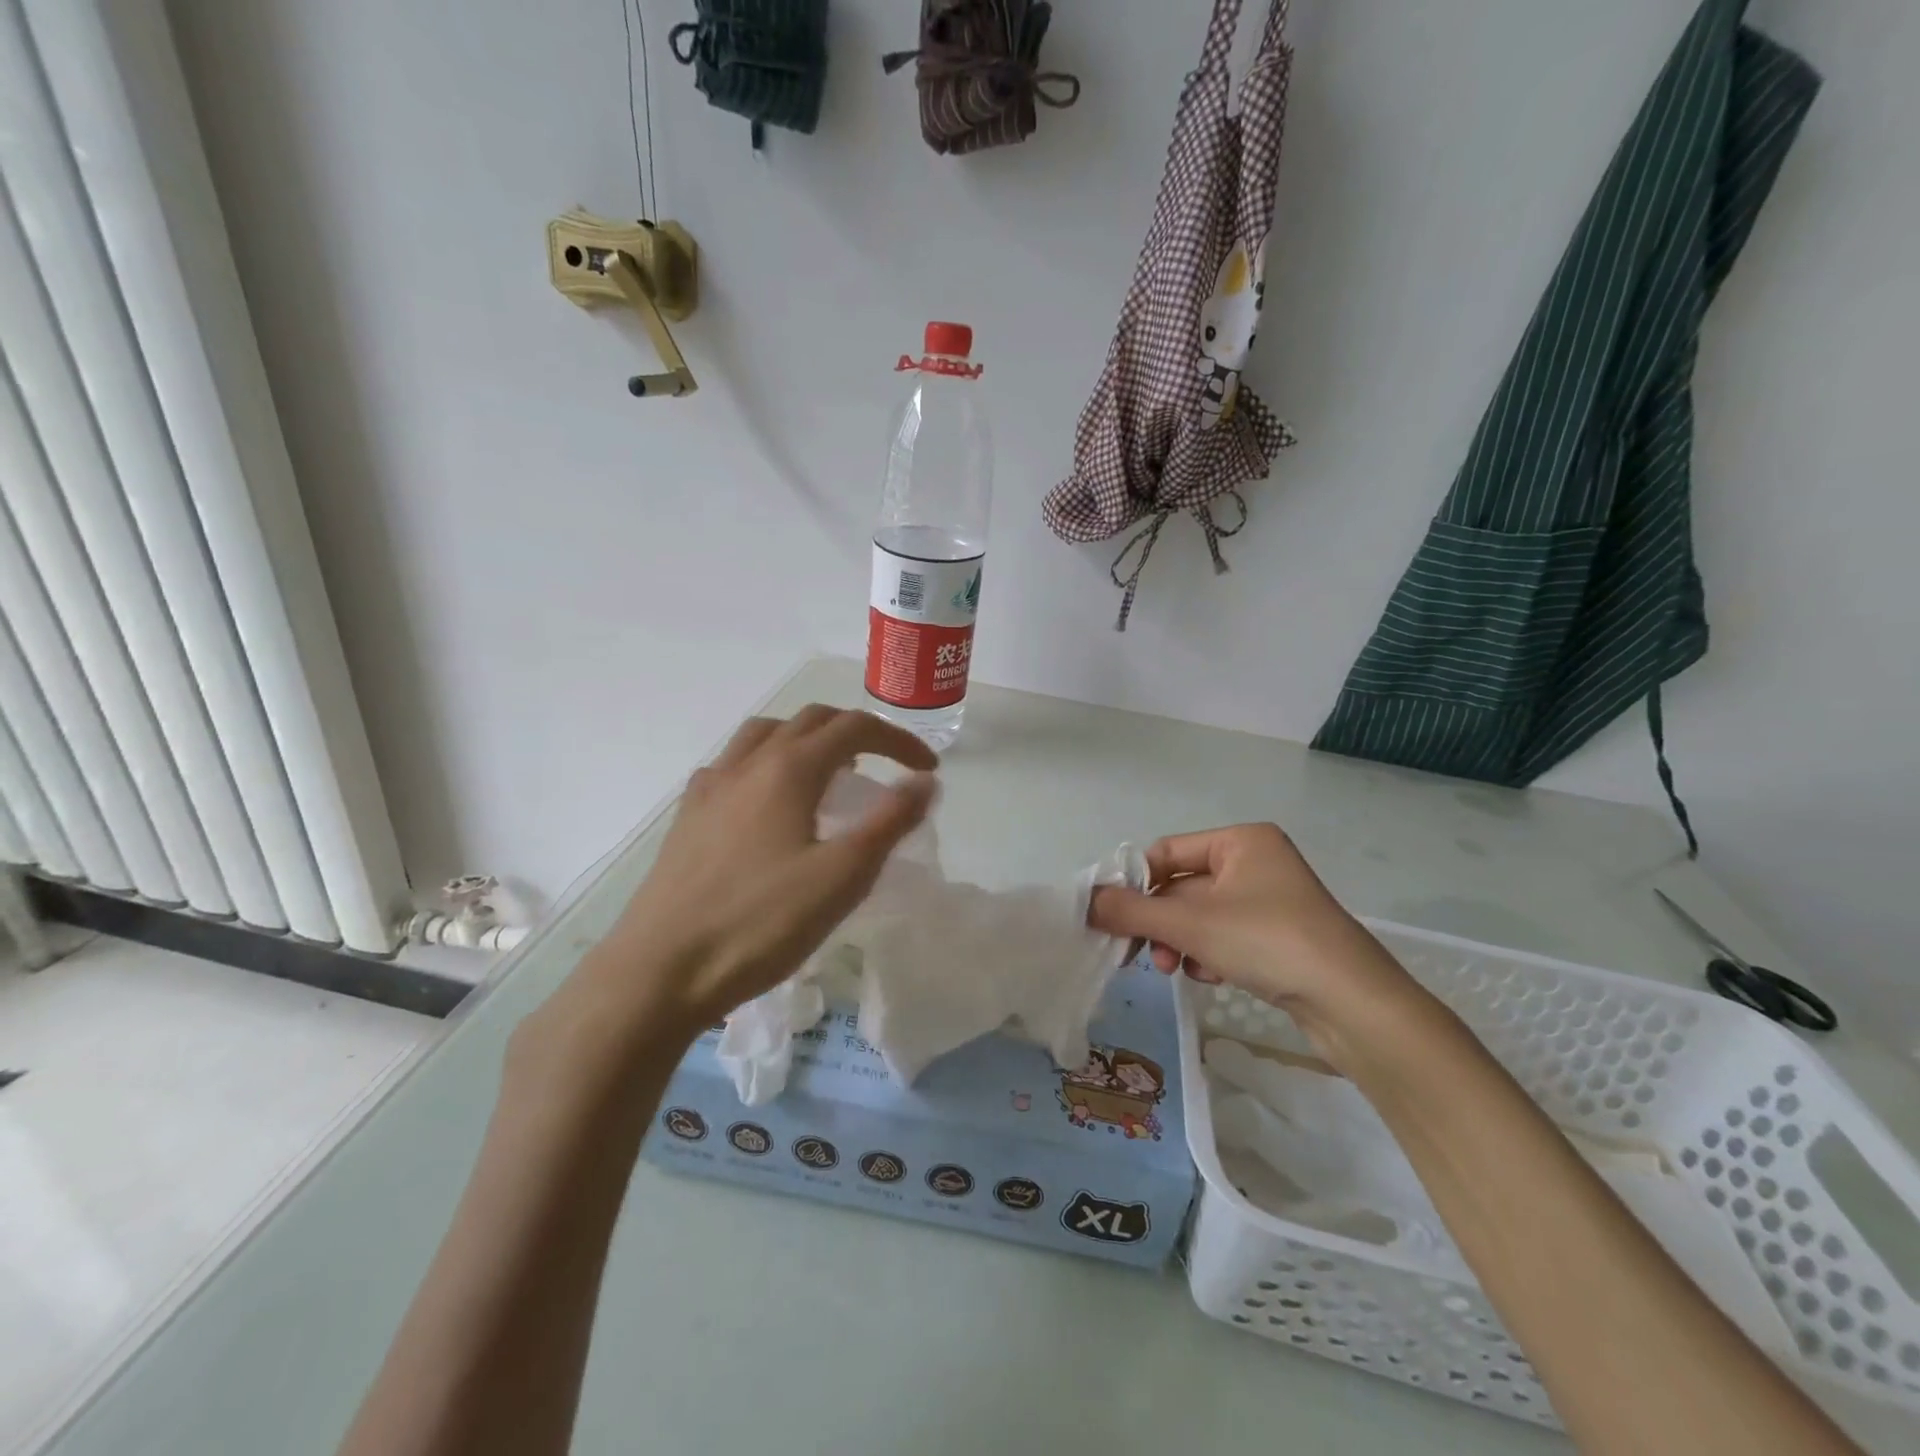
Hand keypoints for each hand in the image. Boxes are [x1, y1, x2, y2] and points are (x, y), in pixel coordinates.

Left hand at [567, 707, 937, 1041]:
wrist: (660, 970)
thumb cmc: (760, 924)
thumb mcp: (841, 877)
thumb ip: (889, 822)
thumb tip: (925, 781)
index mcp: (789, 769)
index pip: (855, 728)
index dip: (898, 741)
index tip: (927, 769)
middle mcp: (748, 763)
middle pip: (810, 720)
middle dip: (857, 732)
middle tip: (885, 766)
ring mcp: (710, 786)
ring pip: (766, 734)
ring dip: (807, 739)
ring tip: (829, 773)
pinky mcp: (688, 815)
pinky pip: (733, 764)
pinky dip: (766, 762)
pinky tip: (768, 801)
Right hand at [1088, 824, 1421, 1057]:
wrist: (1352, 1003)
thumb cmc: (1268, 942)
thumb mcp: (1191, 924)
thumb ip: (1132, 912)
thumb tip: (1085, 902)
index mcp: (1240, 841)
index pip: (1167, 853)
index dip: (1136, 884)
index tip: (1113, 920)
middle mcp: (1256, 861)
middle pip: (1182, 887)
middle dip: (1159, 923)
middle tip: (1139, 955)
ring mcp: (1270, 900)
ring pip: (1201, 915)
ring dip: (1180, 942)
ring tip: (1175, 969)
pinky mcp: (1280, 935)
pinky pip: (1226, 935)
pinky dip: (1209, 954)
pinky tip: (1211, 975)